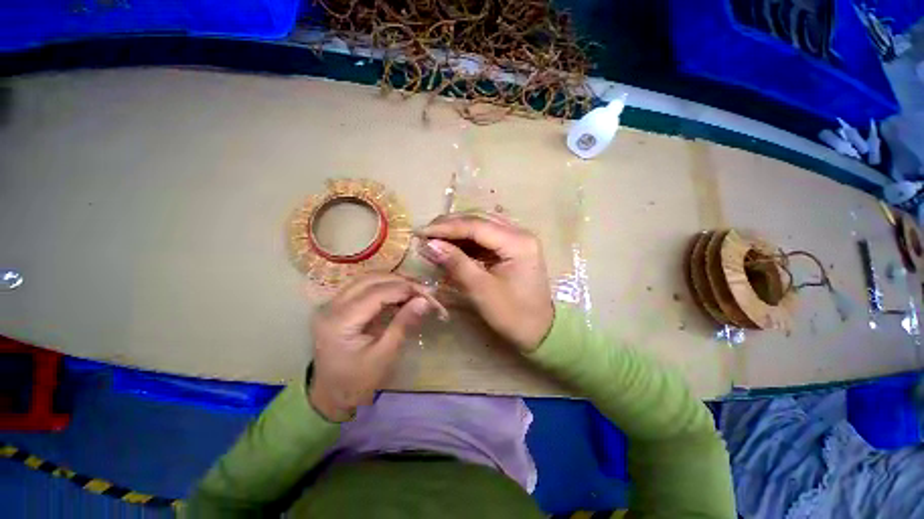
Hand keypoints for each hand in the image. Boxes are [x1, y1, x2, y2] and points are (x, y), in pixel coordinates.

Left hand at [309, 274, 432, 421]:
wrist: (331, 396)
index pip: (376, 293)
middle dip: (400, 282)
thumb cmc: (357, 382)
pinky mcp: (338, 306)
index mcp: (339, 321)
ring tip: (415, 291)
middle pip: (370, 280)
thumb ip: (403, 324)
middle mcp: (331, 306)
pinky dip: (385, 287)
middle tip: (423, 290)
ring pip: (367, 280)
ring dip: (393, 282)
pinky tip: (400, 295)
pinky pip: (364, 288)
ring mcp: (332, 304)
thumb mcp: (384, 356)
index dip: (404, 289)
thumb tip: (425, 301)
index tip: (428, 293)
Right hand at [417, 213, 553, 351]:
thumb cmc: (512, 314)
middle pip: (480, 219)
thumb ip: (456, 263)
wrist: (539, 330)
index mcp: (518, 242)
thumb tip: (429, 244)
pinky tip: (453, 244)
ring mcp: (518, 238)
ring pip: (483, 224)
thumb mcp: (481, 290)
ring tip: (435, 236)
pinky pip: (487, 236)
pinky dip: (468, 239)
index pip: (477, 226)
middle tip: (426, 233)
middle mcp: (520, 233)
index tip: (422, 232)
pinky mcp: (513, 246)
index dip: (447, 227)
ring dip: (458, 229)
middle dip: (451, 225)